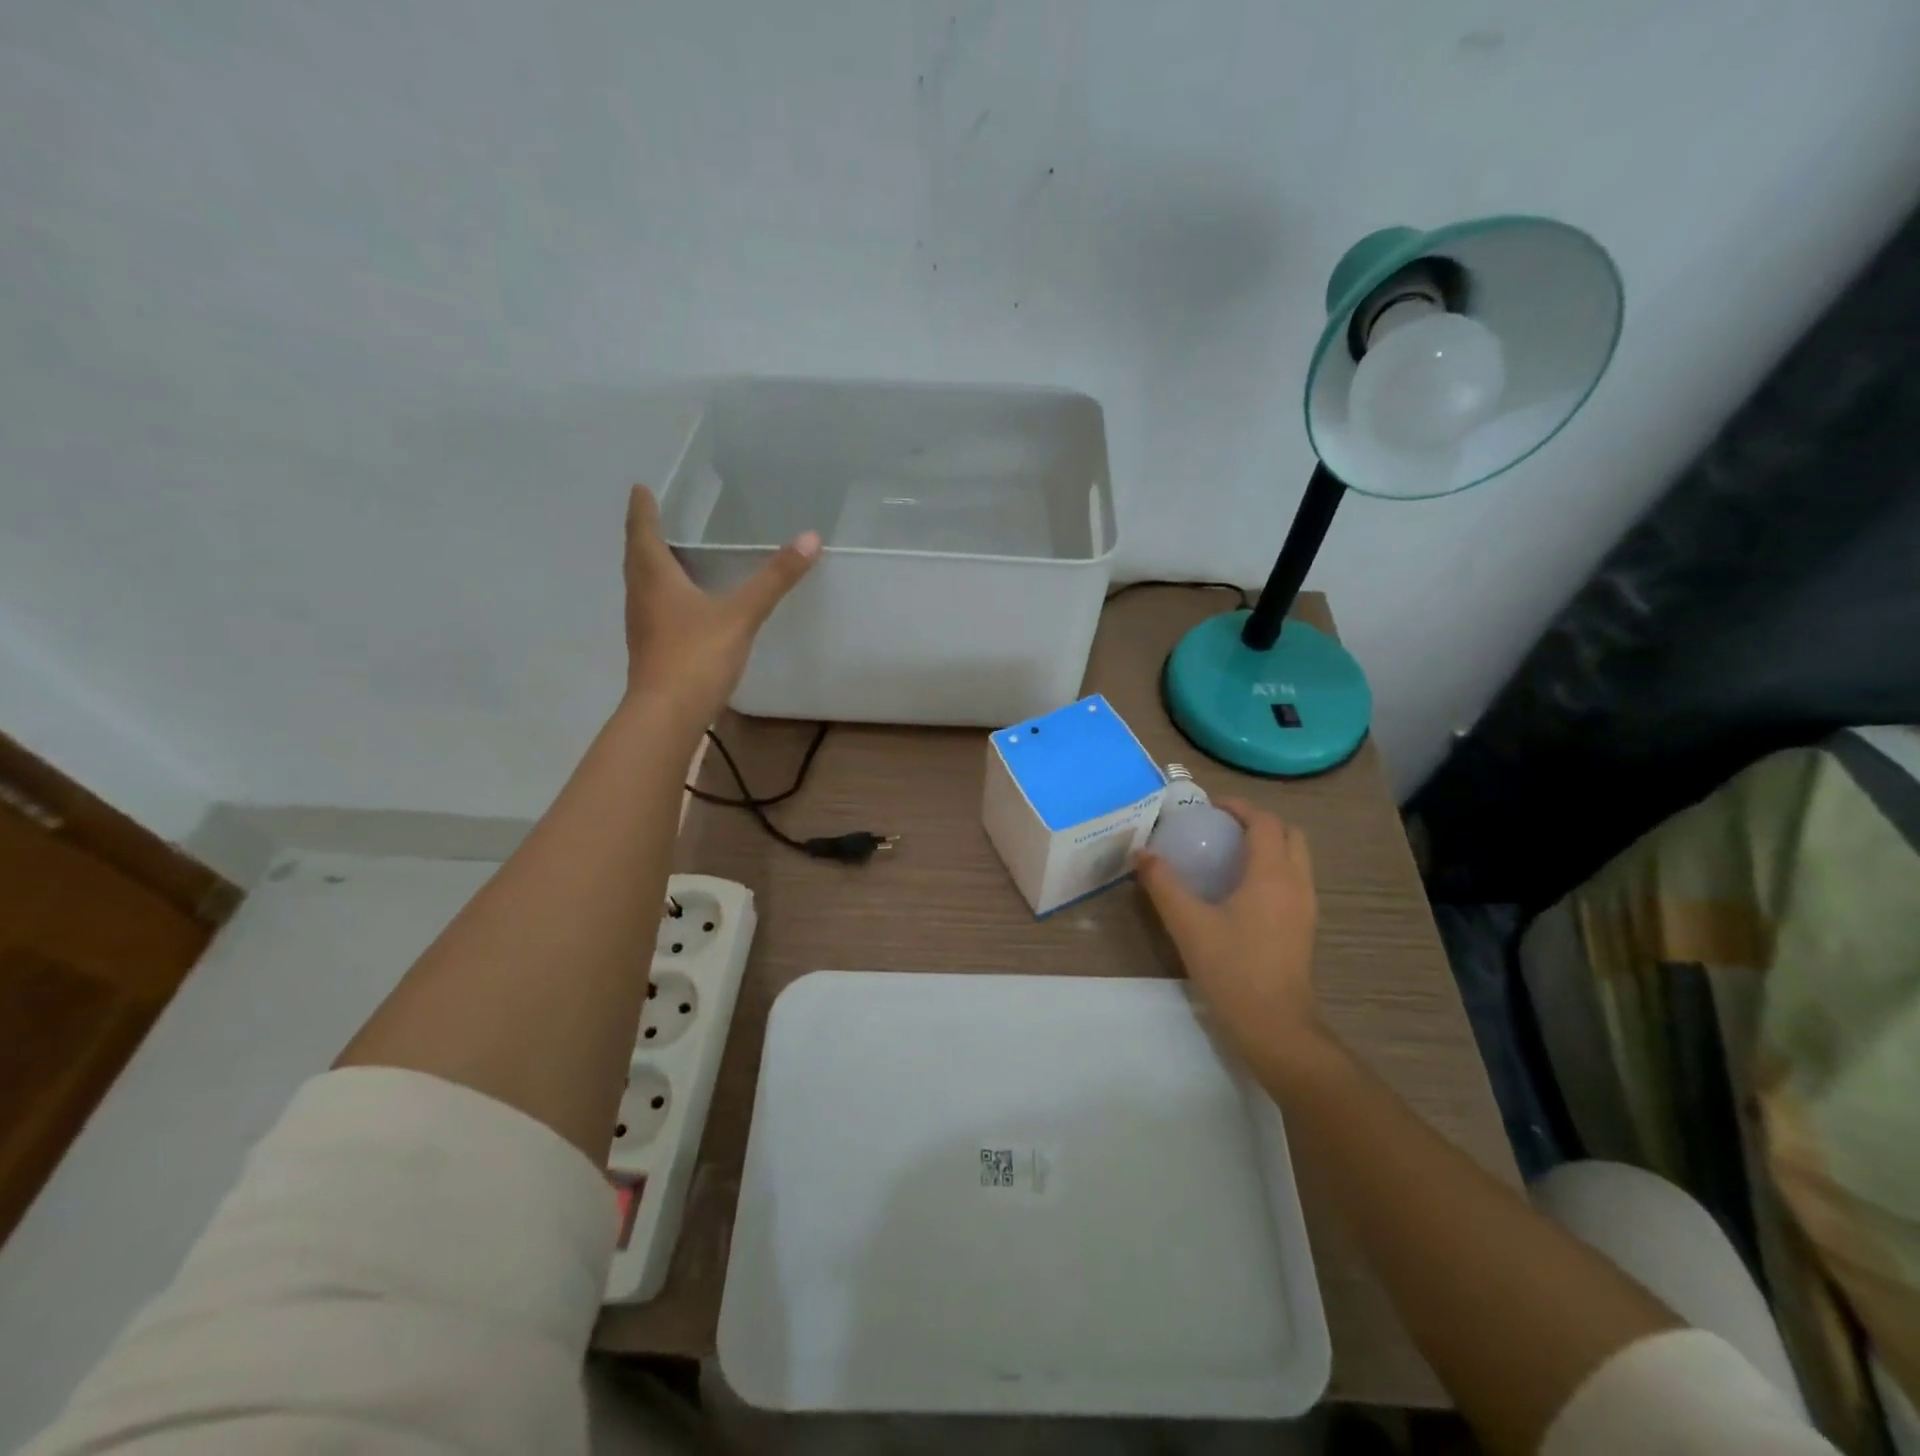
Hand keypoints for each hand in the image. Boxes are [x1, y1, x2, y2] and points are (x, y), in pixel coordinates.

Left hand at [621, 484, 818, 718]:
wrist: (667, 715)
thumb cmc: (696, 656)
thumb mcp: (741, 614)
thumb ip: (775, 579)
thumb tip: (811, 538)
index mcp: (655, 577)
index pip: (642, 531)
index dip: (642, 508)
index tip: (641, 487)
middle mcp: (641, 596)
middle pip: (637, 556)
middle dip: (644, 533)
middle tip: (655, 515)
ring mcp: (643, 625)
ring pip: (642, 584)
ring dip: (651, 565)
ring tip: (670, 553)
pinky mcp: (651, 649)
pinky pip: (653, 608)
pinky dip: (663, 594)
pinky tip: (683, 604)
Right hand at [1136, 801, 1326, 1072]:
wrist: (1274, 1025)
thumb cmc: (1231, 968)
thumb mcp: (1187, 924)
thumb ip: (1163, 884)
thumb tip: (1141, 853)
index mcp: (1271, 874)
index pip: (1264, 822)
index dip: (1239, 807)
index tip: (1210, 808)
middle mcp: (1296, 883)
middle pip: (1288, 834)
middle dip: (1259, 822)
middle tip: (1223, 828)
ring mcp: (1306, 906)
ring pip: (1296, 858)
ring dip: (1269, 845)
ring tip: (1230, 854)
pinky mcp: (1305, 927)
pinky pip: (1294, 880)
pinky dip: (1273, 869)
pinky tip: (1241, 890)